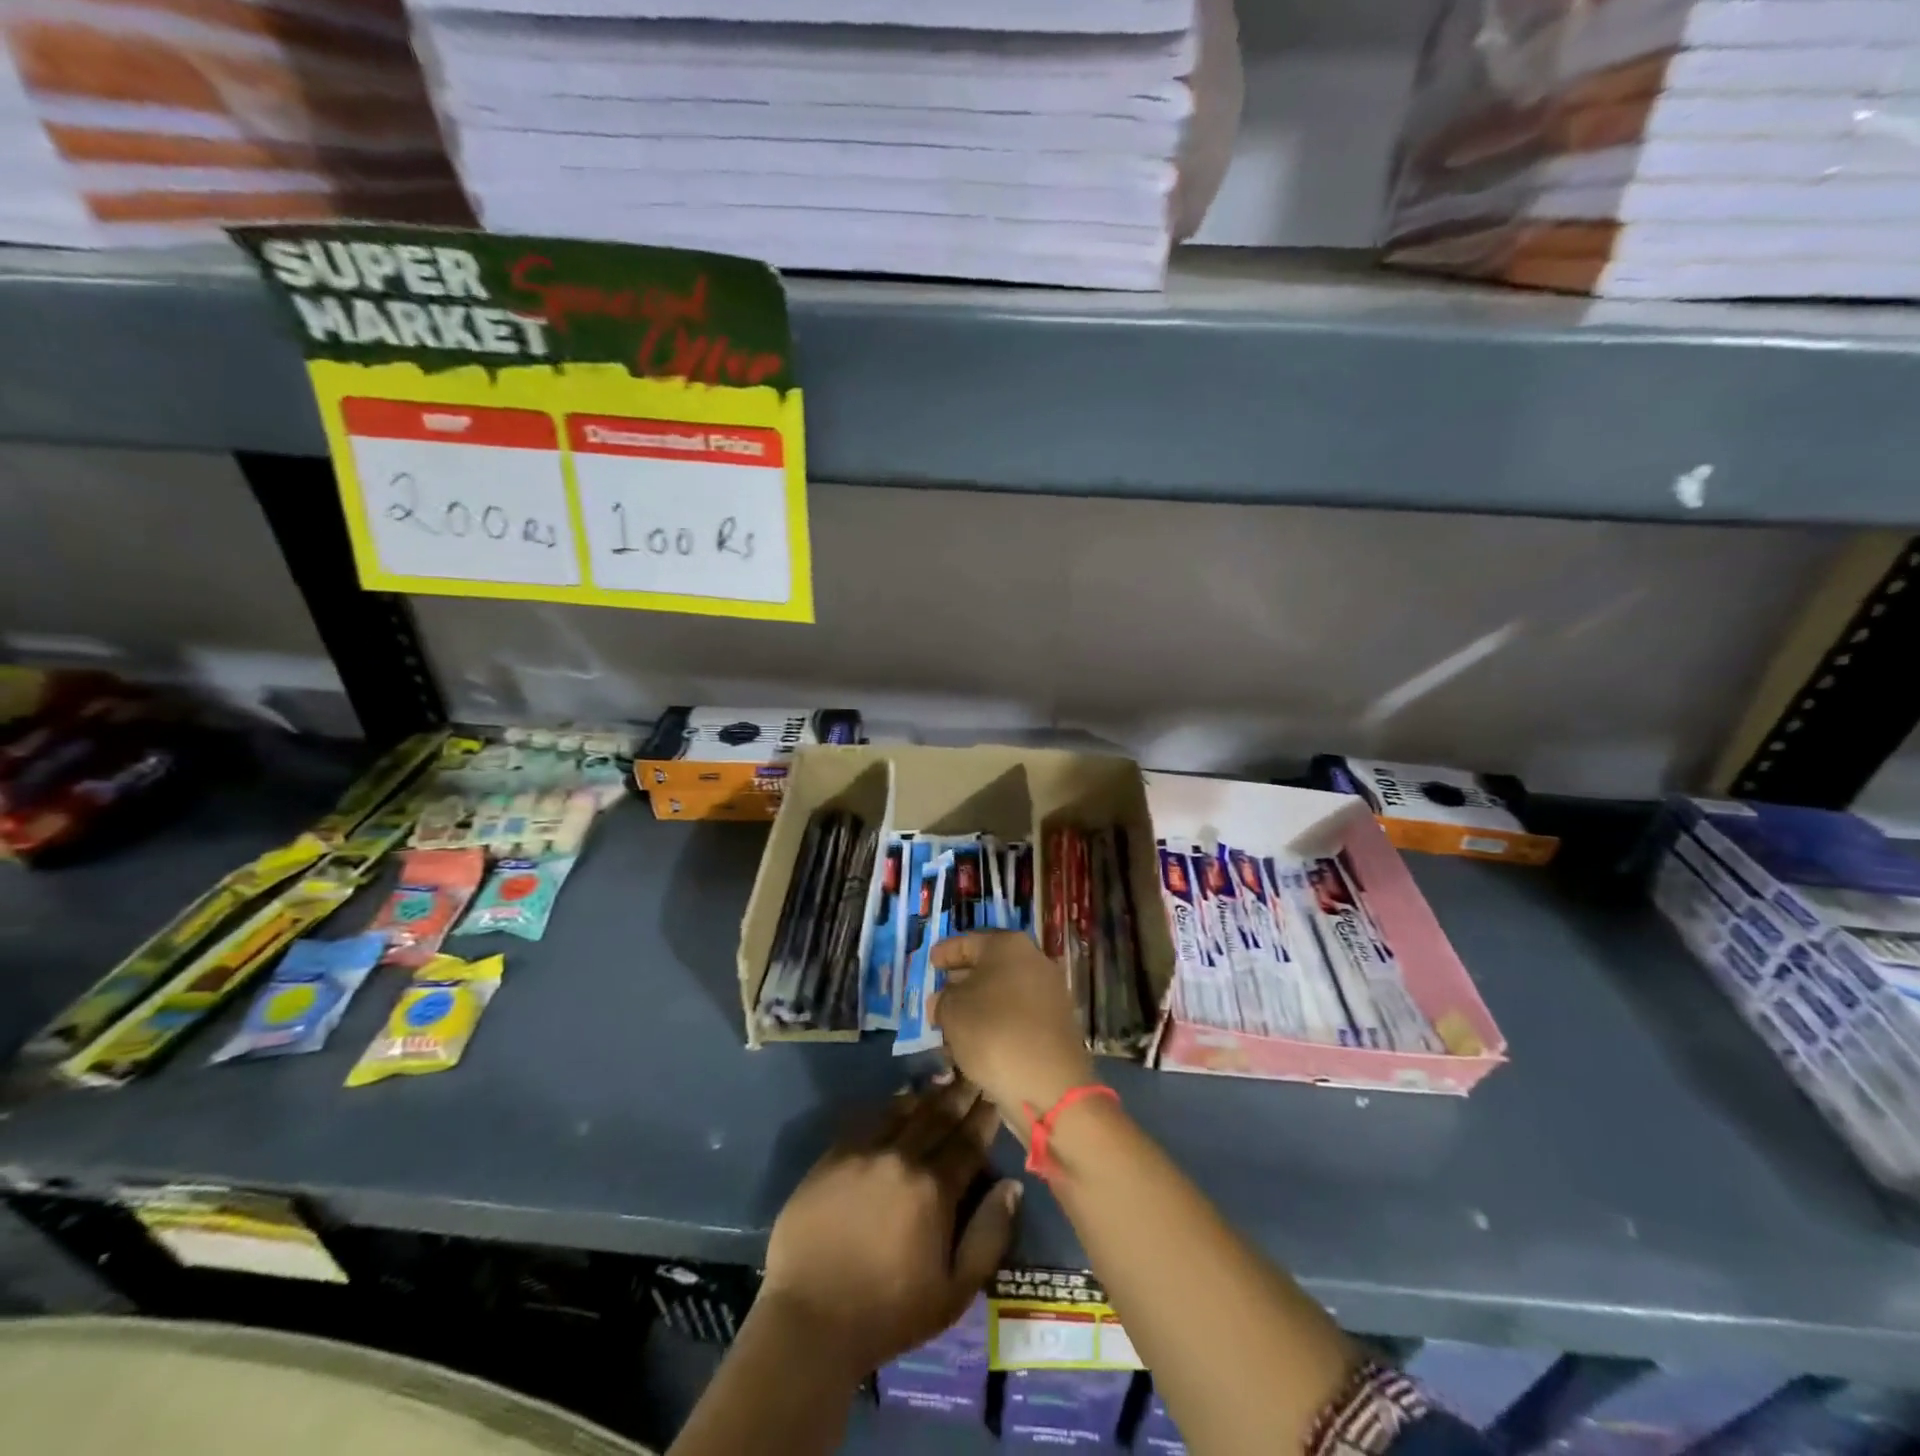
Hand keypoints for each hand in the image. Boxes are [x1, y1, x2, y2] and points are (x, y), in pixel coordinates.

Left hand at [759, 1080, 1019, 1377]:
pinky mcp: (833, 1156)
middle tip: (973, 1074)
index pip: (968, 1142)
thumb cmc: (889, 1314)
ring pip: (904, 1111)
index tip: (995, 1094)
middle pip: (938, 1117)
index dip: (984, 1117)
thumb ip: (989, 1236)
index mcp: (935, 1189)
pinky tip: (899, 1101)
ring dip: (927, 1095)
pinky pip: (868, 1119)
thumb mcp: (954, 1292)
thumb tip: (1012, 1186)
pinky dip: (890, 1107)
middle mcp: (902, 1158)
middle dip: (960, 1095)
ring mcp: (864, 1152)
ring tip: (943, 1078)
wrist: (810, 1320)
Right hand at [931, 931, 1096, 1141]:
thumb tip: (942, 999)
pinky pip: (1018, 1014)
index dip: (946, 951)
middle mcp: (1034, 961)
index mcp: (1008, 945)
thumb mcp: (952, 1011)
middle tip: (940, 991)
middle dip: (964, 978)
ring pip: (1004, 991)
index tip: (931, 962)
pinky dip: (997, 1021)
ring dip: (980, 1003)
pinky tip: (978, 1040)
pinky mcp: (1056, 1024)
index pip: (969, 941)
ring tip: (953, 1021)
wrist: (1049, 1084)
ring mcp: (1050, 993)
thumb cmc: (993, 1032)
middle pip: (991, 964)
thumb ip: (942, 1000)